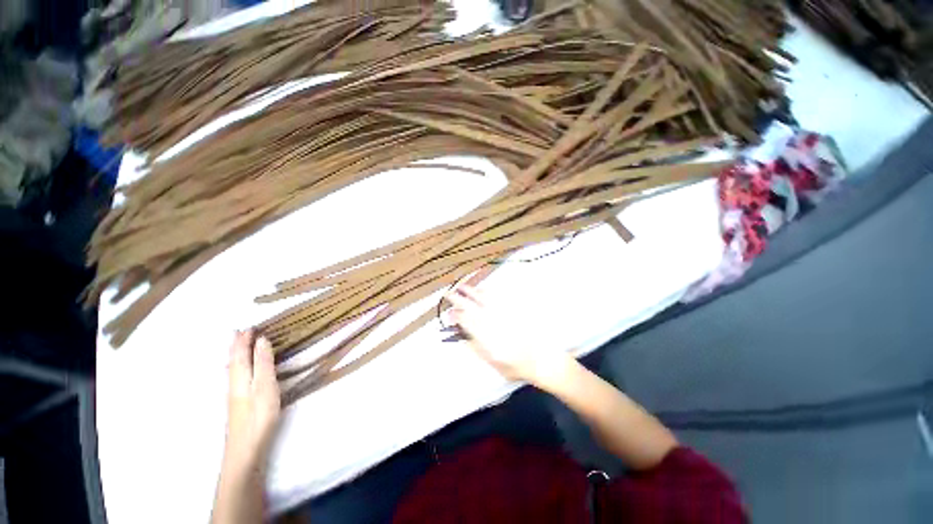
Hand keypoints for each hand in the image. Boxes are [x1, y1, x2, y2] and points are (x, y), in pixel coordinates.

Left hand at [225, 330, 280, 466]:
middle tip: (237, 332)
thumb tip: (261, 340)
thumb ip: (264, 363)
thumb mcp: (265, 386)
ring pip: (233, 369)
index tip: (250, 326)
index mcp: (241, 376)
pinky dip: (237, 367)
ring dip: (235, 355)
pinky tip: (239, 372)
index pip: (241, 353)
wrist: (246, 448)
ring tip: (237, 346)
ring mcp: (235, 395)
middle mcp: (234, 383)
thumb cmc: (259, 415)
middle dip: (235, 345)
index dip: (244, 340)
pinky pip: (236, 377)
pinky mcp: (238, 404)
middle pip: (233, 360)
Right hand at [446, 284, 570, 386]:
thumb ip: (476, 347)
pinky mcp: (513, 311)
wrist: (541, 360)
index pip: (468, 323)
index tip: (449, 312)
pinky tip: (481, 290)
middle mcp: (495, 325)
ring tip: (462, 287)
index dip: (456, 316)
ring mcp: (504, 316)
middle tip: (450, 294)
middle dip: (459, 300)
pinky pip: (498, 299)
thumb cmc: (515, 367)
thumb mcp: (493, 363)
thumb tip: (462, 334)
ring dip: (472, 292)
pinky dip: (487, 293)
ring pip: (485, 300)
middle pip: (474, 308)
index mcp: (488, 340)